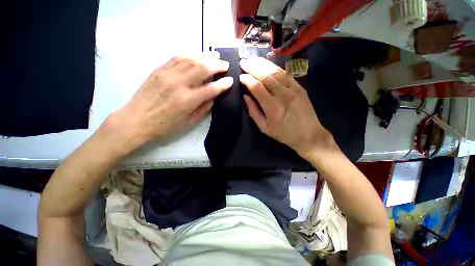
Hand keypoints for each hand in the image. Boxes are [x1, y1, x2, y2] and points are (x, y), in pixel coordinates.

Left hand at [105, 55, 232, 150]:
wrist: (136, 121)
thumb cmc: (165, 126)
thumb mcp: (189, 122)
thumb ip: (204, 108)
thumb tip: (214, 96)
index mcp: (188, 100)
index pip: (212, 88)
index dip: (223, 84)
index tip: (230, 80)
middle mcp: (180, 84)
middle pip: (203, 69)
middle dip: (217, 66)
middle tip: (225, 65)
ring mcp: (168, 74)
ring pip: (191, 59)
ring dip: (205, 56)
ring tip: (214, 56)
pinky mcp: (159, 70)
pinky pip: (177, 58)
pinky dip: (189, 55)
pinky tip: (196, 55)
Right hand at [239, 57, 335, 158]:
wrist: (309, 135)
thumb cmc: (284, 134)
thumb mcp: (265, 128)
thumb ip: (254, 112)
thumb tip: (246, 96)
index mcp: (273, 108)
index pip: (257, 87)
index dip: (247, 80)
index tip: (241, 76)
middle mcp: (283, 95)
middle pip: (265, 76)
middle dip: (252, 67)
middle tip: (243, 62)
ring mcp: (293, 90)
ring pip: (276, 72)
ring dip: (263, 64)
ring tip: (253, 60)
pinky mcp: (300, 87)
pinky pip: (286, 74)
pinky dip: (275, 68)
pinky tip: (267, 64)